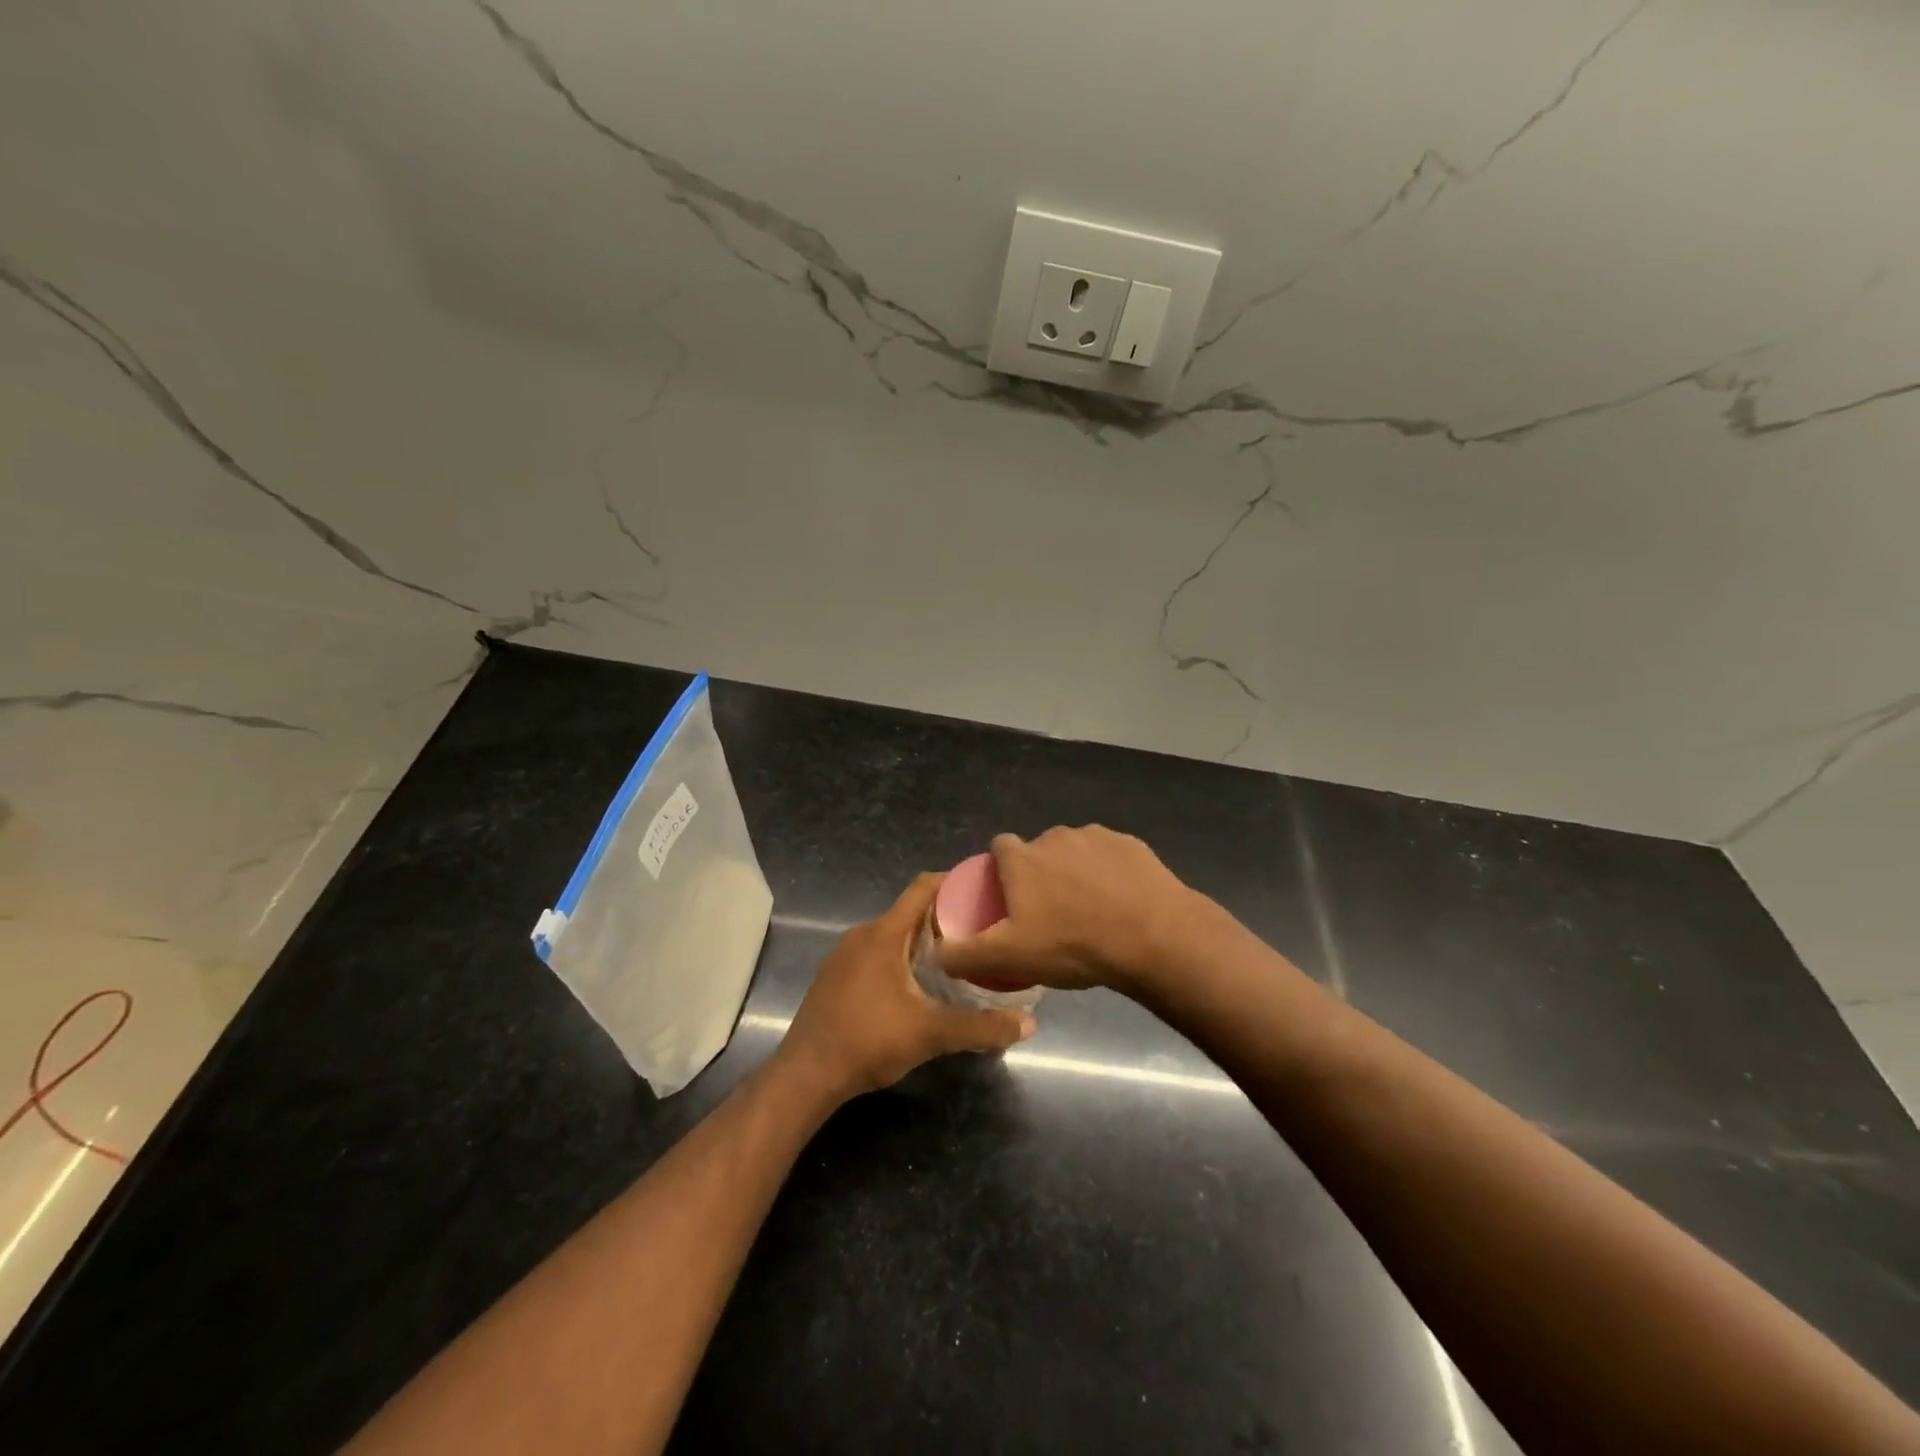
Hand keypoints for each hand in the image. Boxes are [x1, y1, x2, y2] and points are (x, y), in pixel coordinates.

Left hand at [776, 873, 1034, 1101]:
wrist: (805, 1075)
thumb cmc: (868, 1041)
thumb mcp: (931, 1033)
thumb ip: (981, 1027)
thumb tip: (1029, 1024)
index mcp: (883, 933)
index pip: (922, 888)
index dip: (953, 881)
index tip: (983, 889)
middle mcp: (862, 934)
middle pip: (909, 911)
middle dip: (945, 917)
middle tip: (981, 932)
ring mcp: (844, 955)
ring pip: (892, 934)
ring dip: (921, 940)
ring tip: (956, 958)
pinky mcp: (835, 976)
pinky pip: (875, 952)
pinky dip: (900, 956)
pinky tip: (917, 985)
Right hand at [936, 826, 1208, 994]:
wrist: (1153, 937)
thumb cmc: (1073, 944)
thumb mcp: (1010, 957)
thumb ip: (966, 954)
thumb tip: (936, 953)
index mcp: (1022, 858)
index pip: (999, 849)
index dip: (1001, 872)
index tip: (1011, 900)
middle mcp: (1054, 837)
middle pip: (1038, 851)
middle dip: (1041, 874)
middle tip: (1052, 914)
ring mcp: (1096, 836)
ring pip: (1076, 852)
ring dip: (1076, 872)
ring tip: (1090, 911)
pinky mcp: (1131, 844)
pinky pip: (1110, 856)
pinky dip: (1110, 873)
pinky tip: (1121, 903)